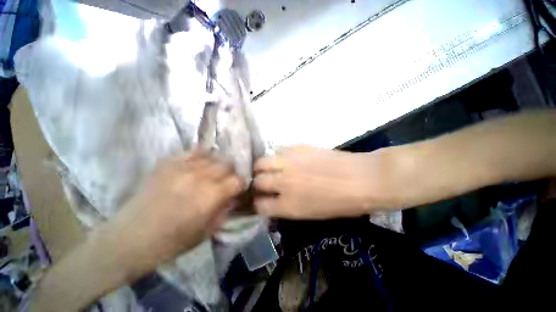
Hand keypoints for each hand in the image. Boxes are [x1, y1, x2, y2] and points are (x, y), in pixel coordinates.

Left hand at [94, 151, 242, 279]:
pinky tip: (200, 164)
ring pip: (213, 156)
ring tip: (213, 173)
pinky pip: (193, 151)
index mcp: (211, 196)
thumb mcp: (207, 231)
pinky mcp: (168, 163)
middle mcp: (200, 177)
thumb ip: (225, 210)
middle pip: (227, 164)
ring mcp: (183, 167)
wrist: (130, 238)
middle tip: (226, 181)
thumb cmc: (172, 242)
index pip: (237, 180)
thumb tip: (234, 197)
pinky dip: (201, 156)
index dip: (241, 184)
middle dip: (231, 173)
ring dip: (217, 164)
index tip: (238, 189)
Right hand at [254, 146, 389, 219]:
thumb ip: (287, 207)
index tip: (259, 200)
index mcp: (288, 205)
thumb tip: (274, 199)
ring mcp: (289, 163)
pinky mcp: (297, 148)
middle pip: (257, 182)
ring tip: (269, 168)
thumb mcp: (311, 214)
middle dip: (257, 184)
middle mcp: (284, 183)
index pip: (259, 205)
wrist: (361, 178)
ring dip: (262, 167)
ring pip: (261, 162)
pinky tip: (285, 159)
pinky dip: (277, 157)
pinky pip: (278, 151)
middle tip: (263, 183)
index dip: (257, 204)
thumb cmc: (341, 203)